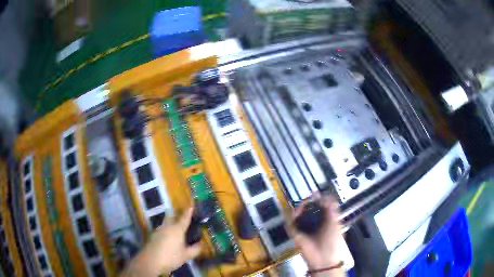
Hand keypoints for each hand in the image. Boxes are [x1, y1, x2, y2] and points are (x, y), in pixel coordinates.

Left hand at [121, 208, 201, 276]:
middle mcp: (167, 227)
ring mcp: (158, 230)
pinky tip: (169, 239)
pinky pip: (162, 229)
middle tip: (183, 217)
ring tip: (177, 230)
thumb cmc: (171, 257)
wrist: (151, 261)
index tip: (191, 206)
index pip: (184, 218)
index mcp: (177, 229)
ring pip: (166, 223)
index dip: (188, 212)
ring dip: (171, 223)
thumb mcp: (186, 256)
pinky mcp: (153, 236)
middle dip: (177, 215)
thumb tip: (201, 243)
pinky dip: (166, 231)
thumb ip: (195, 249)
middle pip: (172, 216)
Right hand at [290, 195, 341, 272]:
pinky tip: (295, 213)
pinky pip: (291, 223)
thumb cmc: (332, 240)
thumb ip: (331, 207)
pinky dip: (291, 217)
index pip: (320, 206)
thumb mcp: (335, 221)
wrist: (323, 257)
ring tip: (302, 206)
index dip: (317, 199)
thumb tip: (325, 195)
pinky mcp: (296, 233)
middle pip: (308, 209)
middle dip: (307, 203)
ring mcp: (304, 228)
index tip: (315, 193)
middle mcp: (314, 223)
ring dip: (299, 209)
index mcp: (325, 219)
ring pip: (298, 214)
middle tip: (308, 199)